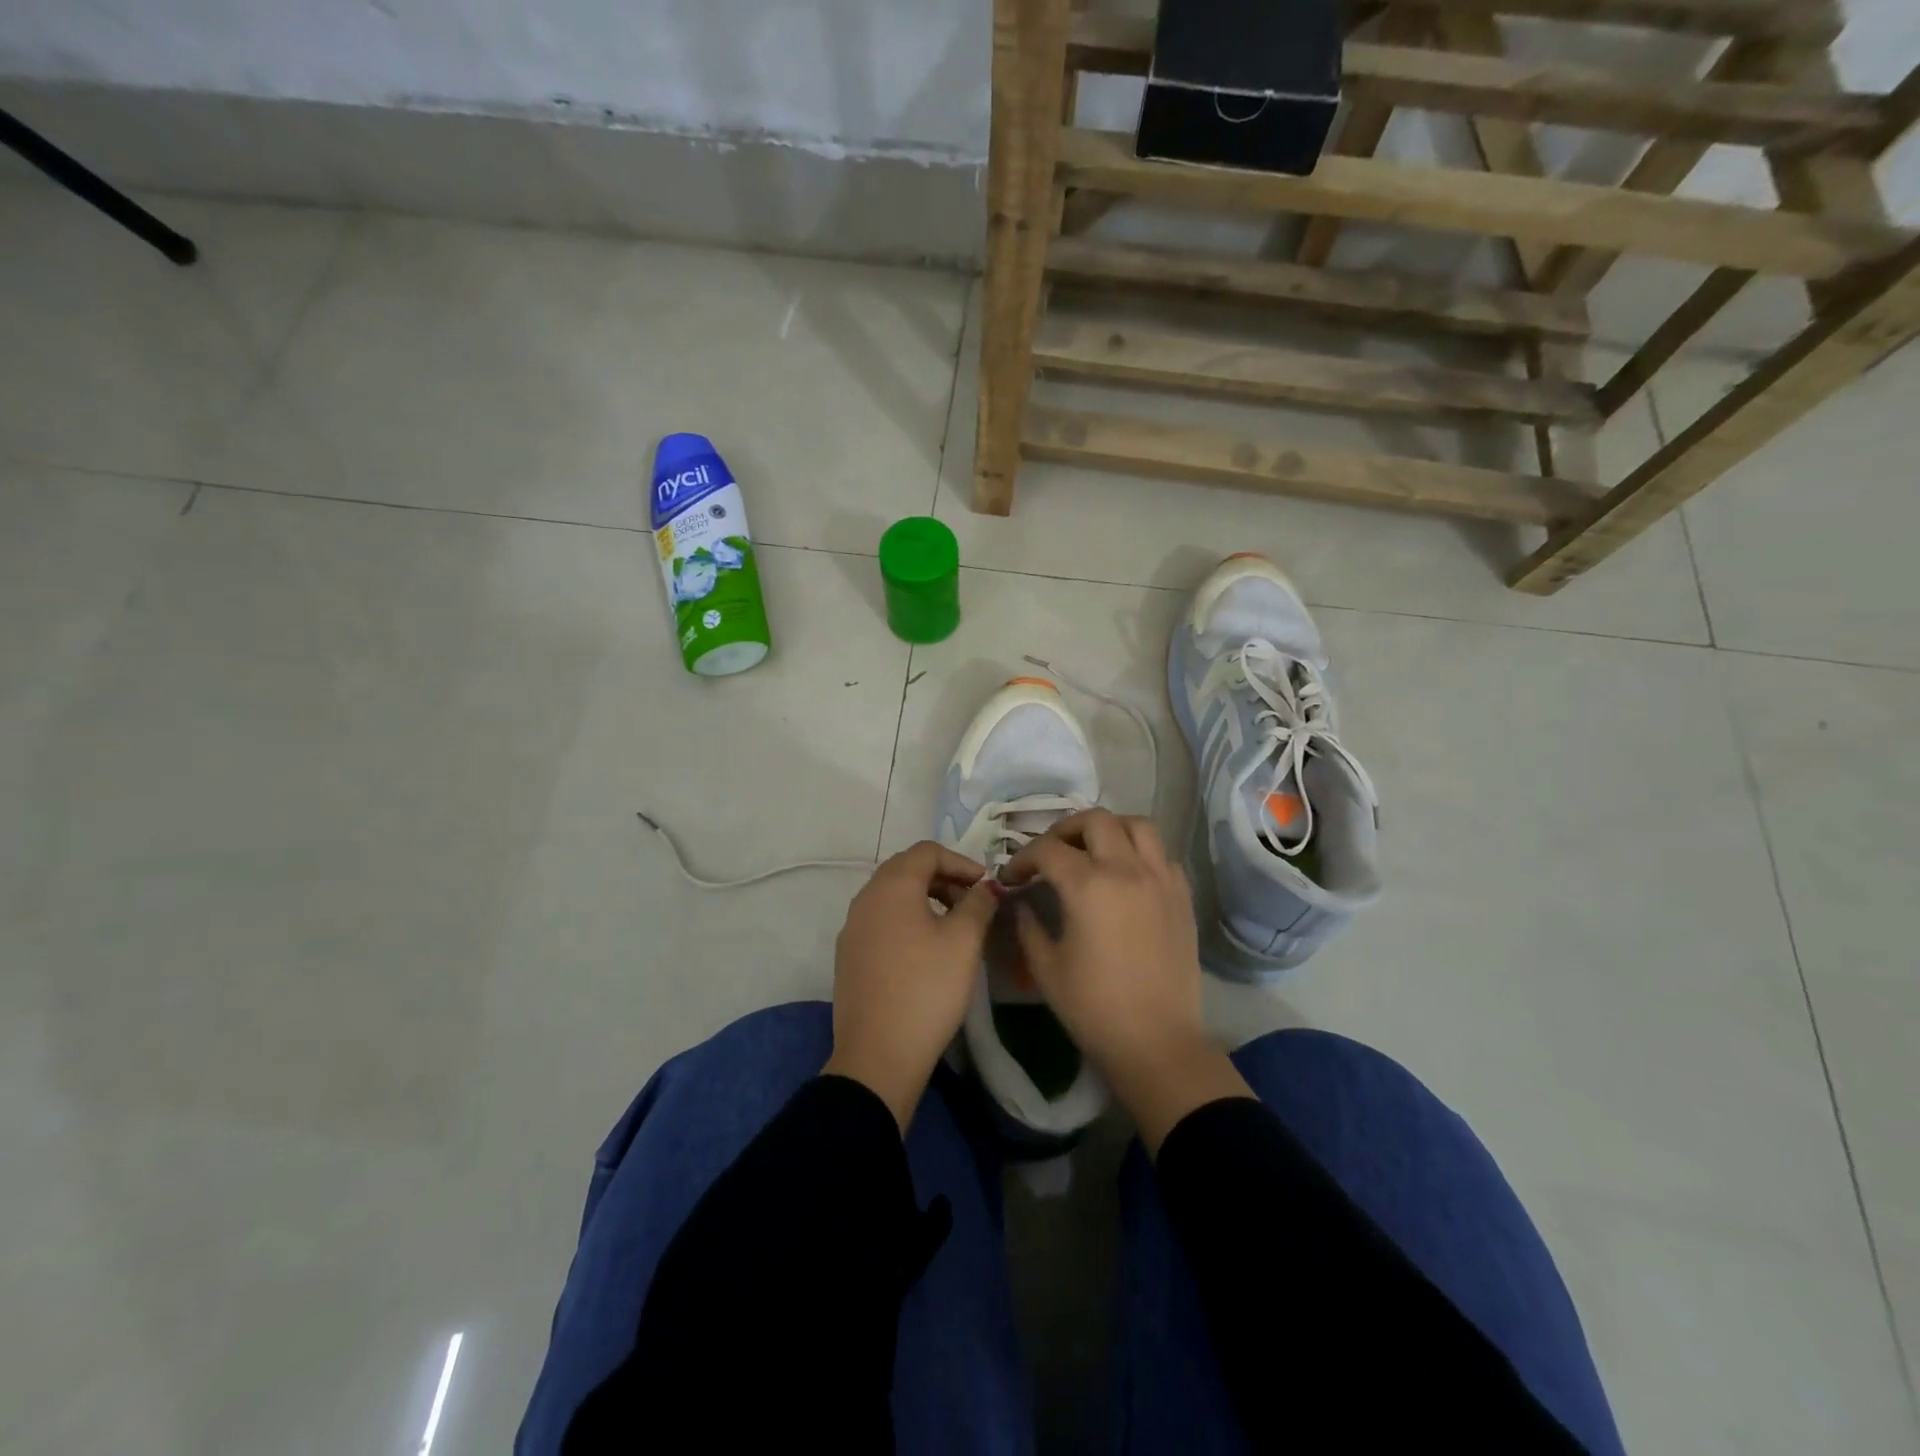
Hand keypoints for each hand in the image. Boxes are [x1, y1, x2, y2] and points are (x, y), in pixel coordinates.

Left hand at [824, 841, 997, 1130]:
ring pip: (891, 895)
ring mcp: (852, 927)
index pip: (927, 851)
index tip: (986, 885)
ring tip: (954, 924)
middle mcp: (866, 898)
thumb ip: (979, 904)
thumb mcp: (964, 942)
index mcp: (892, 886)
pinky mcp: (849, 955)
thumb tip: (988, 886)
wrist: (878, 1055)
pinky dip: (906, 919)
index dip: (961, 861)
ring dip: (925, 898)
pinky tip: (926, 949)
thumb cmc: (927, 989)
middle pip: (906, 869)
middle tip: (973, 901)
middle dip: (943, 877)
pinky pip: (881, 920)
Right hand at [1003, 810, 1252, 1152]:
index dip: (1022, 858)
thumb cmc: (1094, 1008)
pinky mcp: (1182, 896)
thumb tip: (1021, 901)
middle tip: (1050, 854)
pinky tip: (1126, 875)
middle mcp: (1127, 869)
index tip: (1011, 878)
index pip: (1047, 849)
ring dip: (1109, 829)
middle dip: (1064, 830)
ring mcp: (1161, 879)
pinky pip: (1162, 854)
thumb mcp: (1045, 967)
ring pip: (1137, 825)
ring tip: (1092, 850)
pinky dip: (1140, 851)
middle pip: (1095, 820)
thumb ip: (1027, 925)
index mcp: (1089, 886)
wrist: (1157, 1042)